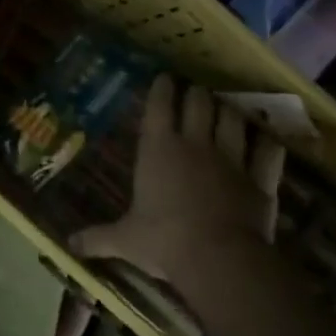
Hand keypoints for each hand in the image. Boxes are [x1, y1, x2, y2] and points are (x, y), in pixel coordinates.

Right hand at [72, 75, 284, 285]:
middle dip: (197, 93)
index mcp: (158, 149)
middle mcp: (195, 144)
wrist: (219, 258)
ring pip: (233, 119)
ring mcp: (231, 158)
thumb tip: (67, 246)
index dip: (162, 88)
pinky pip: (267, 152)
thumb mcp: (124, 240)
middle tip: (196, 91)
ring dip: (230, 111)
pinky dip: (268, 143)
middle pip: (199, 103)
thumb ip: (97, 238)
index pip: (160, 105)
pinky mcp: (260, 178)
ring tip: (227, 107)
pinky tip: (267, 139)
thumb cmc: (164, 242)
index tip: (165, 77)